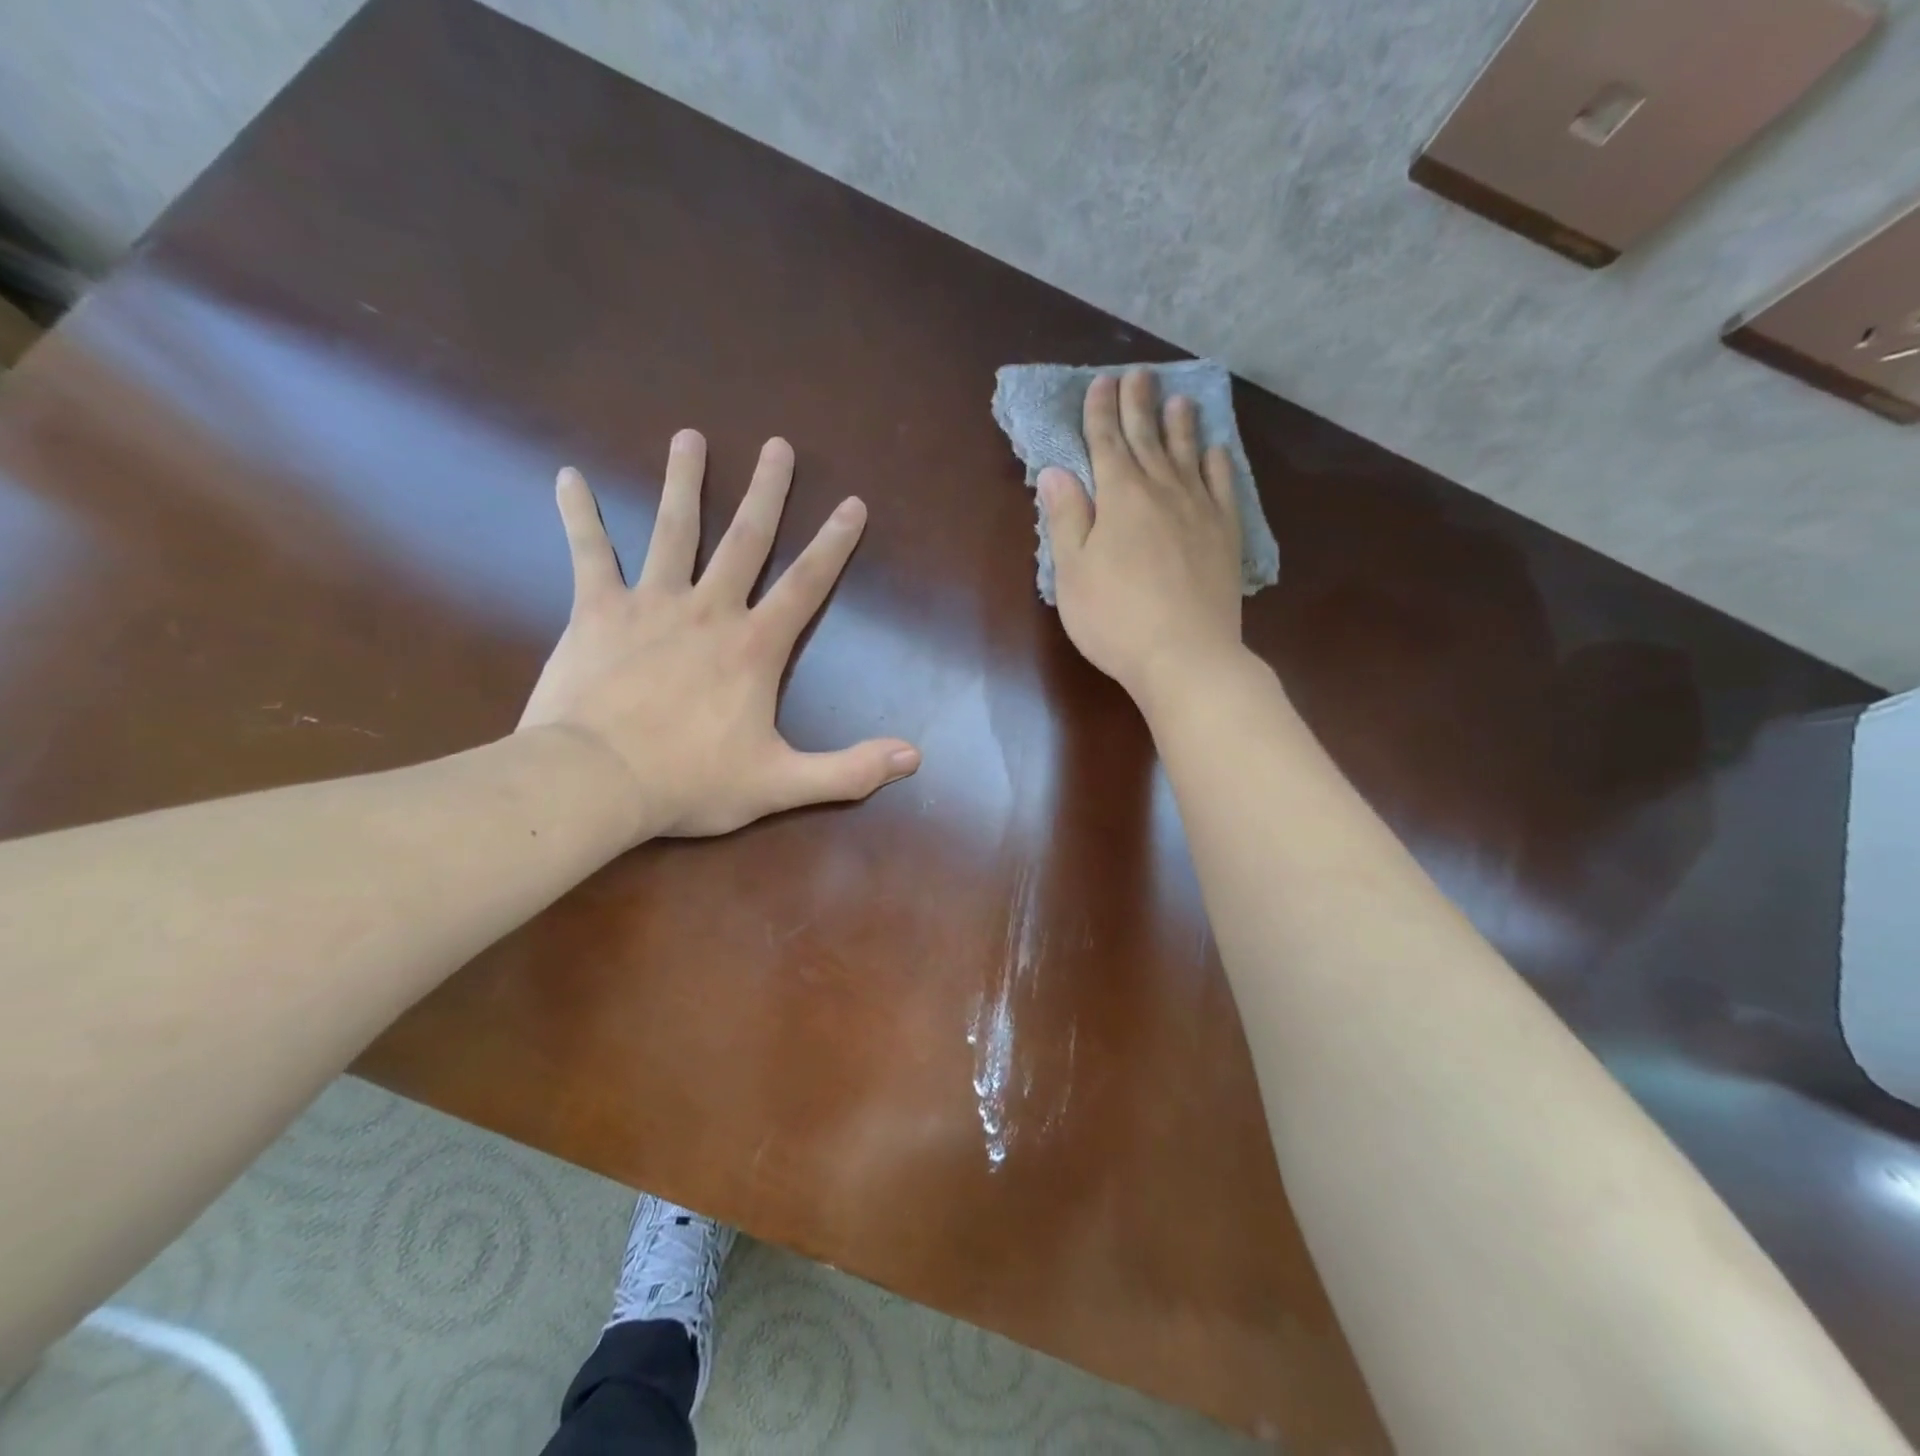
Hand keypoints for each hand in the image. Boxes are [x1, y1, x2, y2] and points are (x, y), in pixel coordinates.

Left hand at [517, 431, 920, 838]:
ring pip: (671, 530)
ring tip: (689, 437)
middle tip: (778, 445)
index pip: (806, 585)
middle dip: (766, 492)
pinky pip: (589, 553)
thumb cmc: (691, 782)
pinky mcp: (596, 611)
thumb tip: (913, 759)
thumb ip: (849, 771)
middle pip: (744, 540)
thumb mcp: (781, 784)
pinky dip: (579, 514)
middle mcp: (708, 610)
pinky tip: (569, 476)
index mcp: (754, 647)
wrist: (596, 781)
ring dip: (682, 482)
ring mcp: (650, 604)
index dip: (834, 544)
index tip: (853, 503)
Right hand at [1039, 370, 1244, 706]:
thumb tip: (1057, 471)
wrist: (1183, 655)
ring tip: (1179, 399)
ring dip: (1180, 425)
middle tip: (1138, 374)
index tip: (1101, 382)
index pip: (1106, 443)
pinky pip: (1223, 487)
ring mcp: (1199, 511)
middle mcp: (1161, 491)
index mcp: (1119, 497)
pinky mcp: (1225, 535)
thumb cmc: (1114, 618)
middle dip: (1138, 405)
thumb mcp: (1072, 572)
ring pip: (1187, 455)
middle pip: (1147, 439)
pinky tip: (1216, 452)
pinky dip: (1217, 464)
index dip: (1100, 411)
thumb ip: (1066, 518)